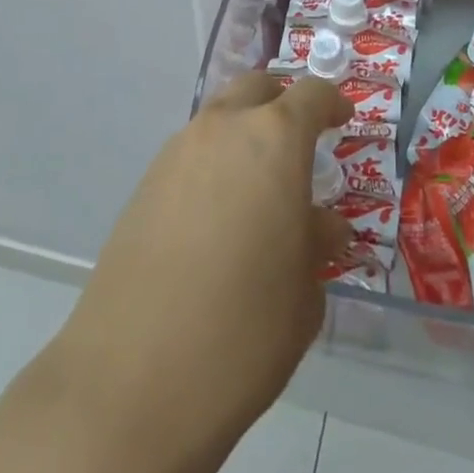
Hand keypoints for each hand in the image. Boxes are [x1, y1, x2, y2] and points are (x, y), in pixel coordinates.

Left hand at [0, 73, 353, 472]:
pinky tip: (218, 218)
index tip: (342, 120)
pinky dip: (212, 166)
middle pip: (257, 88)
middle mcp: (222, 130)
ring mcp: (175, 154)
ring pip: (219, 119)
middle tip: (299, 143)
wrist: (131, 383)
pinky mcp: (142, 187)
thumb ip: (317, 243)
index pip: (311, 94)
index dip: (331, 103)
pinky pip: (190, 155)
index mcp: (274, 139)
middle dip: (282, 104)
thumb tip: (320, 226)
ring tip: (258, 188)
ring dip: (243, 136)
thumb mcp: (304, 292)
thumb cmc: (243, 332)